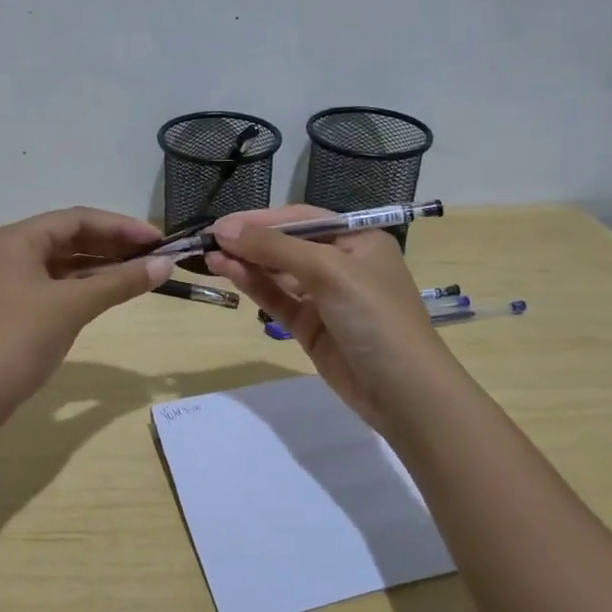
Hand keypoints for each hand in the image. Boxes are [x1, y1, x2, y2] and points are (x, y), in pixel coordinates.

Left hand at [0, 206, 169, 419]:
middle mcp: (15, 251)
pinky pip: (62, 283)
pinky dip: (90, 284)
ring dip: (105, 264)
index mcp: (19, 239)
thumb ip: (120, 282)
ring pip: (68, 261)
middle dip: (114, 243)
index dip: (121, 226)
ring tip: (144, 270)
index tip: (158, 239)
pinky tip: (116, 289)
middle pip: (72, 236)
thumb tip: (166, 264)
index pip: (78, 219)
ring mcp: (16, 280)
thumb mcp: (74, 305)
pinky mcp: (21, 306)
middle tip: (156, 254)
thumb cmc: (21, 339)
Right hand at [206, 206, 442, 430]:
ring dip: (246, 262)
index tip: (221, 224)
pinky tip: (227, 272)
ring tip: (209, 256)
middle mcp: (341, 262)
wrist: (404, 392)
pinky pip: (277, 298)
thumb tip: (224, 230)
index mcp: (357, 239)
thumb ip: (275, 249)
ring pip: (277, 271)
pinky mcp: (310, 325)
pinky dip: (253, 285)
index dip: (260, 219)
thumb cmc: (375, 316)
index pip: (301, 218)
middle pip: (286, 243)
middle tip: (207, 239)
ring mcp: (325, 296)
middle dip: (249, 240)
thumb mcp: (328, 272)